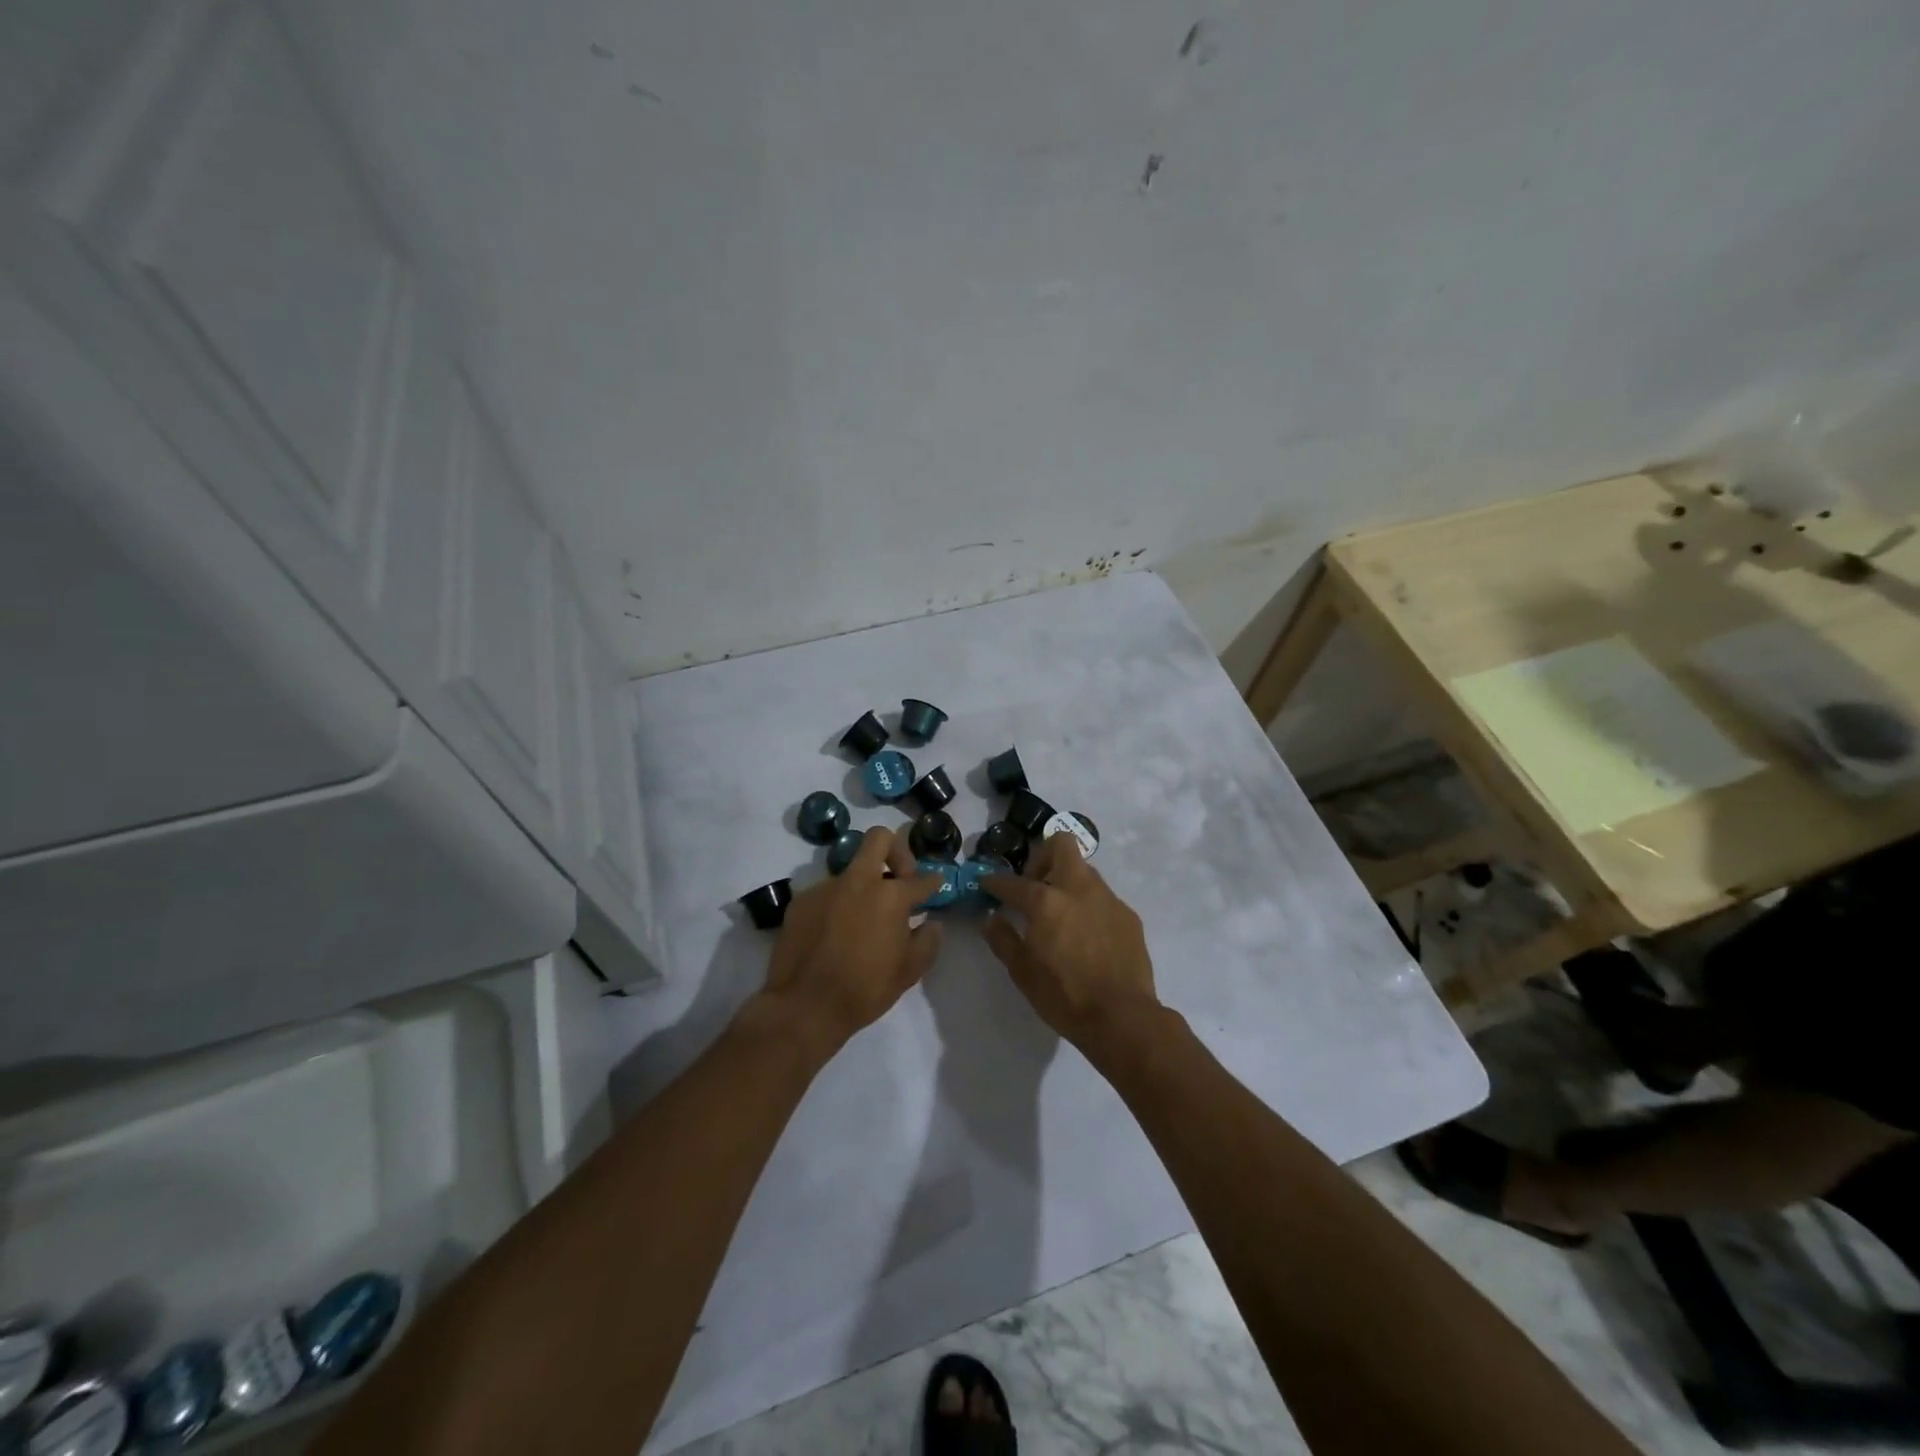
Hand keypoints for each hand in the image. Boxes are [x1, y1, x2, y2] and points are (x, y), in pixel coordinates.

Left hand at [759, 826, 944, 1051]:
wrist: (804, 1006)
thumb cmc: (864, 990)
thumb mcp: (908, 972)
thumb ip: (928, 941)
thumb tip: (933, 922)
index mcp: (890, 896)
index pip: (920, 879)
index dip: (932, 881)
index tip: (935, 885)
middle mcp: (858, 881)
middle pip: (879, 838)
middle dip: (895, 851)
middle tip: (898, 878)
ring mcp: (825, 887)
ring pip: (850, 870)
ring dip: (862, 887)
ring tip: (861, 920)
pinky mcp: (801, 900)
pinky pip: (826, 894)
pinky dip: (836, 906)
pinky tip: (834, 933)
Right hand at [982, 832, 1159, 1050]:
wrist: (1123, 1018)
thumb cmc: (1065, 997)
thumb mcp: (1022, 973)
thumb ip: (1003, 939)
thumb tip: (992, 919)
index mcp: (1047, 902)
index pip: (1014, 882)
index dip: (996, 882)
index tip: (988, 884)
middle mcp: (1079, 889)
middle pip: (1061, 845)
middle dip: (1043, 856)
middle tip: (1034, 884)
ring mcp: (1108, 899)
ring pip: (1084, 871)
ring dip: (1067, 881)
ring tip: (1059, 913)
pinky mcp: (1128, 915)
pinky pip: (1103, 898)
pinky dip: (1088, 905)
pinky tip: (1085, 935)